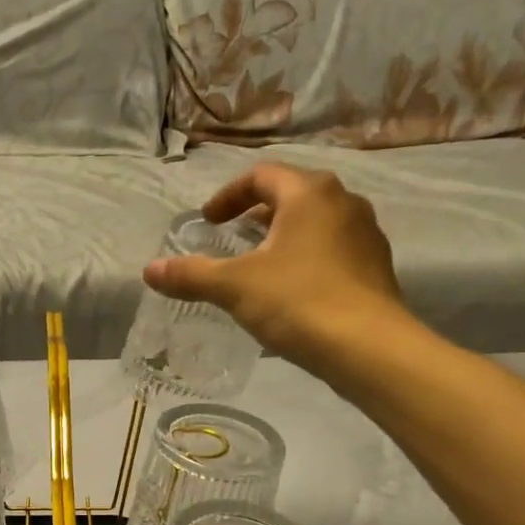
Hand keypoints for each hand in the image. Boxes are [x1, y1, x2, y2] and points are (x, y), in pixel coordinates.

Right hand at [143, 161, 415, 381]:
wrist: (368, 347)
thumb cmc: (298, 301)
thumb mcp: (234, 287)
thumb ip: (190, 275)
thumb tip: (149, 270)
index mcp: (309, 194)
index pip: (261, 176)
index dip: (228, 196)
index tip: (208, 222)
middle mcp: (343, 203)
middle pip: (292, 195)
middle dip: (257, 214)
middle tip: (232, 237)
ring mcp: (366, 234)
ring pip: (316, 223)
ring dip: (283, 236)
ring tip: (259, 264)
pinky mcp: (375, 267)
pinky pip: (333, 249)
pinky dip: (306, 258)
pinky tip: (291, 290)